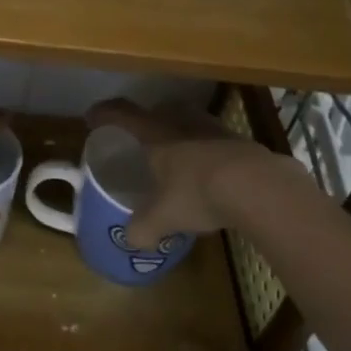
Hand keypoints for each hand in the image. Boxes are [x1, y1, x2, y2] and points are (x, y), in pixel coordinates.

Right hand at [87, 98, 329, 244]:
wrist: (258, 185)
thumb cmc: (198, 192)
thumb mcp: (163, 217)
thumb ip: (143, 228)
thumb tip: (131, 240)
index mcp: (154, 134)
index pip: (121, 114)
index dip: (103, 114)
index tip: (92, 118)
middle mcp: (180, 122)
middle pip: (157, 110)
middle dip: (146, 120)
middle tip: (140, 138)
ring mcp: (212, 127)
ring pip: (187, 120)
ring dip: (178, 132)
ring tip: (176, 154)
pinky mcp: (239, 140)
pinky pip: (213, 137)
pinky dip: (205, 148)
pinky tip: (209, 171)